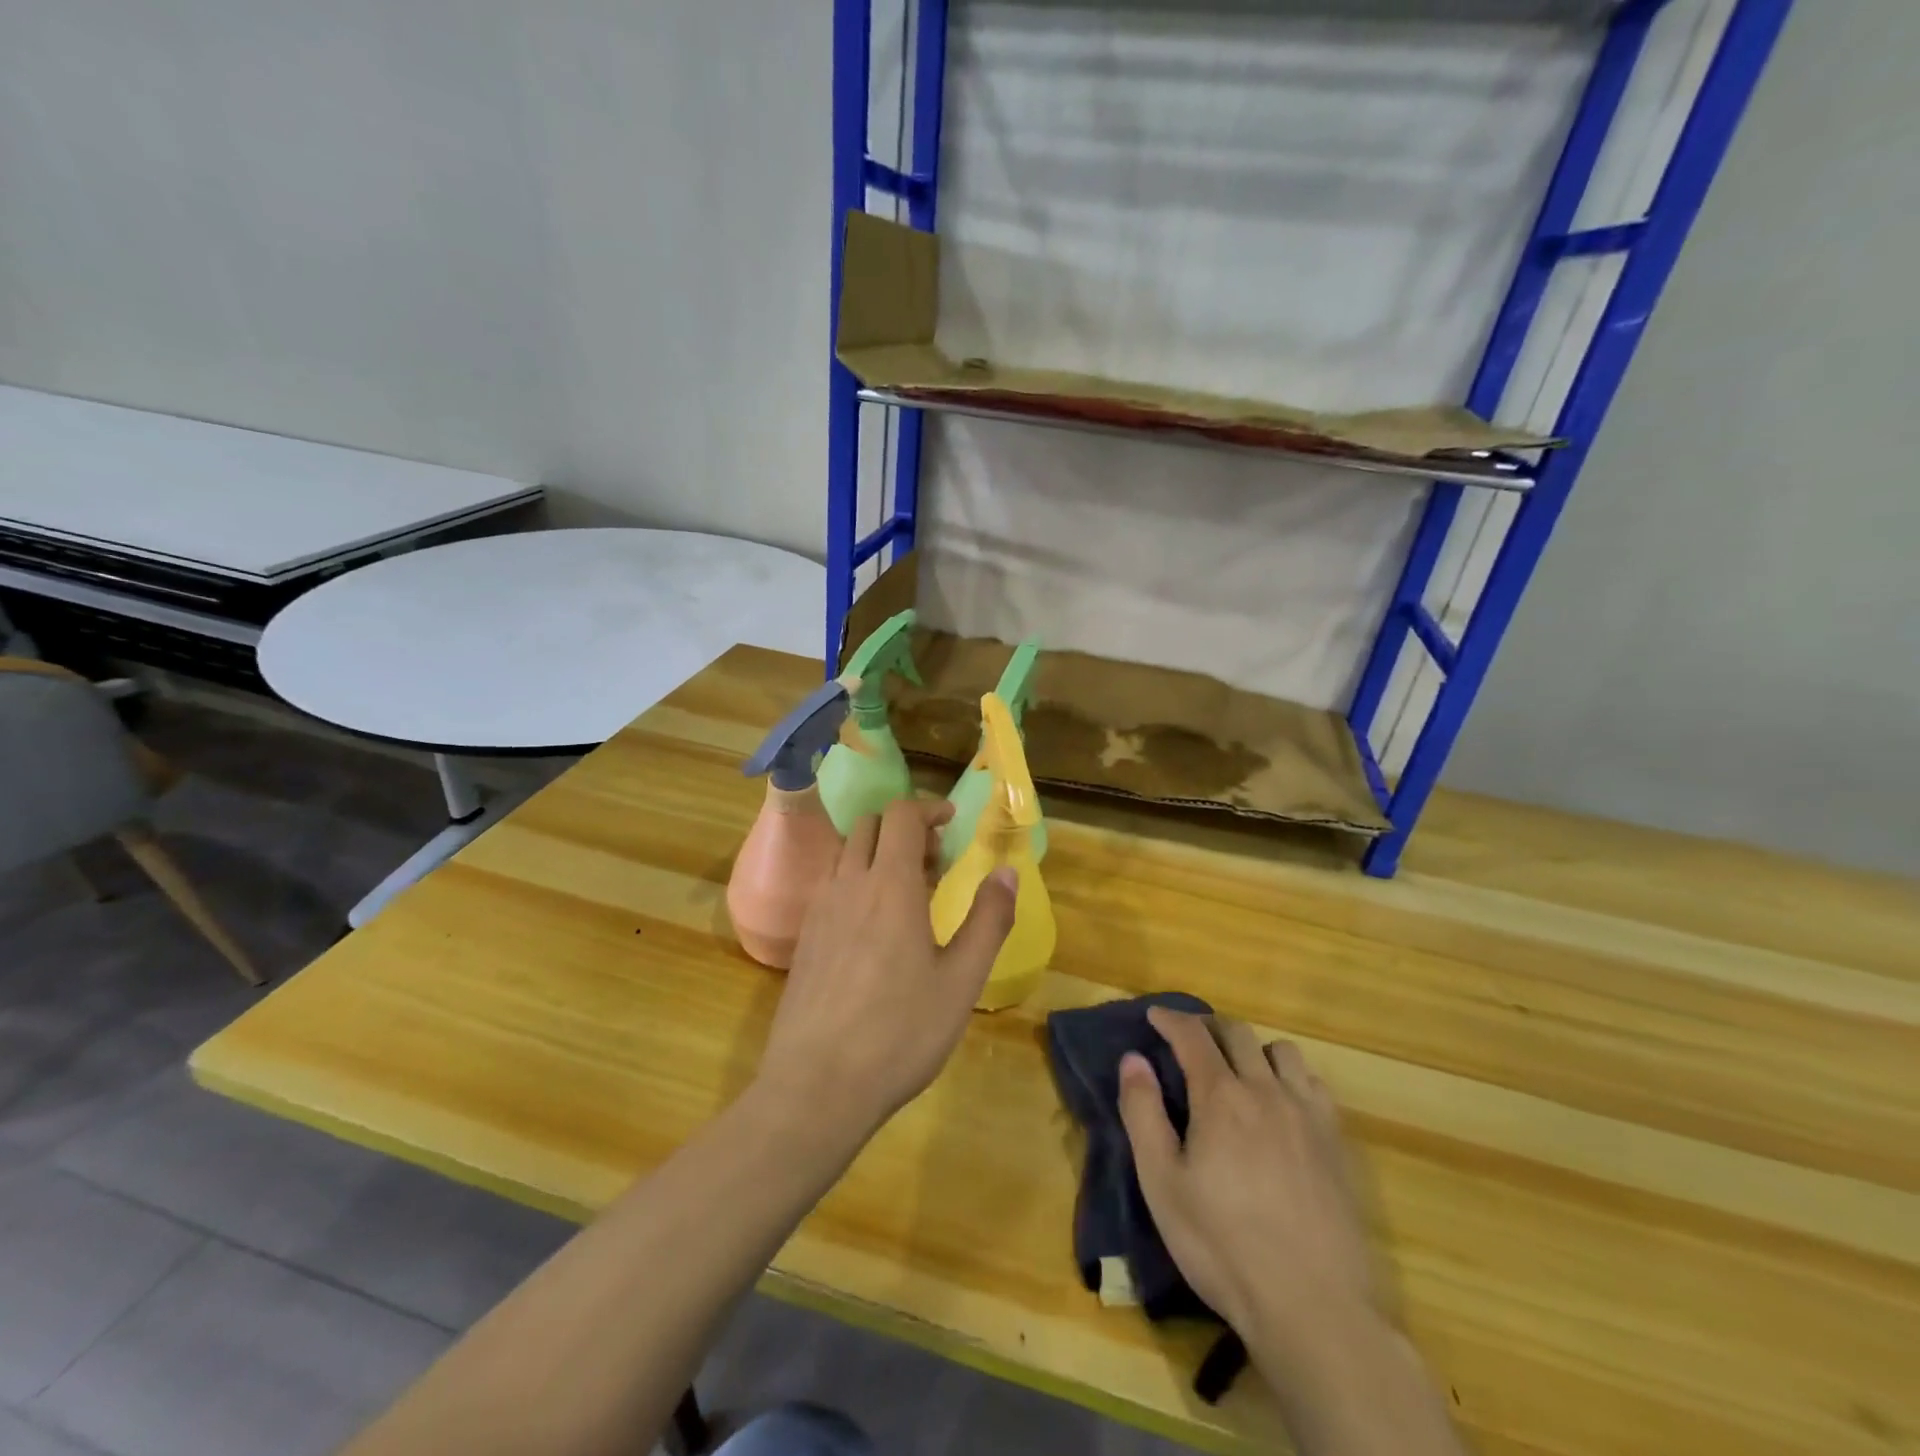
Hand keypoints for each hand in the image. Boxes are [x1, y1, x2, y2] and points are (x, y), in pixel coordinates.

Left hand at [754, 798, 1016, 1144]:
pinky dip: (856, 879)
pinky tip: (874, 927)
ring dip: (877, 852)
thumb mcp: (961, 981)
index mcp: (890, 885)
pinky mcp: (804, 937)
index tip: (952, 823)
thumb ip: (988, 920)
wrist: (816, 1085)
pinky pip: (830, 884)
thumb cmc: (900, 1032)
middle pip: (869, 825)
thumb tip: (1007, 871)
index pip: (902, 815)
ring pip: (845, 852)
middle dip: (905, 827)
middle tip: (935, 861)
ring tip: (907, 892)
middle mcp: (848, 884)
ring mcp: (819, 910)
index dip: (929, 808)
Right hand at [1117, 1009, 1378, 1351]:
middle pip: (1238, 1034)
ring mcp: (1308, 1115)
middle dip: (1208, 1027)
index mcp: (1221, 1097)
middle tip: (1189, 1041)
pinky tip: (1282, 1104)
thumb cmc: (1222, 1246)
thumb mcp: (1161, 1183)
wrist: (1314, 1307)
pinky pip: (1314, 1084)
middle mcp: (1266, 1091)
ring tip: (1238, 1071)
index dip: (1170, 1019)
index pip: (1192, 1035)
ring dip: (1253, 1049)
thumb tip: (1133, 1059)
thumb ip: (1143, 1113)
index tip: (1154, 1015)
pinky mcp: (1337, 1144)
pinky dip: (1291, 1077)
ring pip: (1281, 1052)